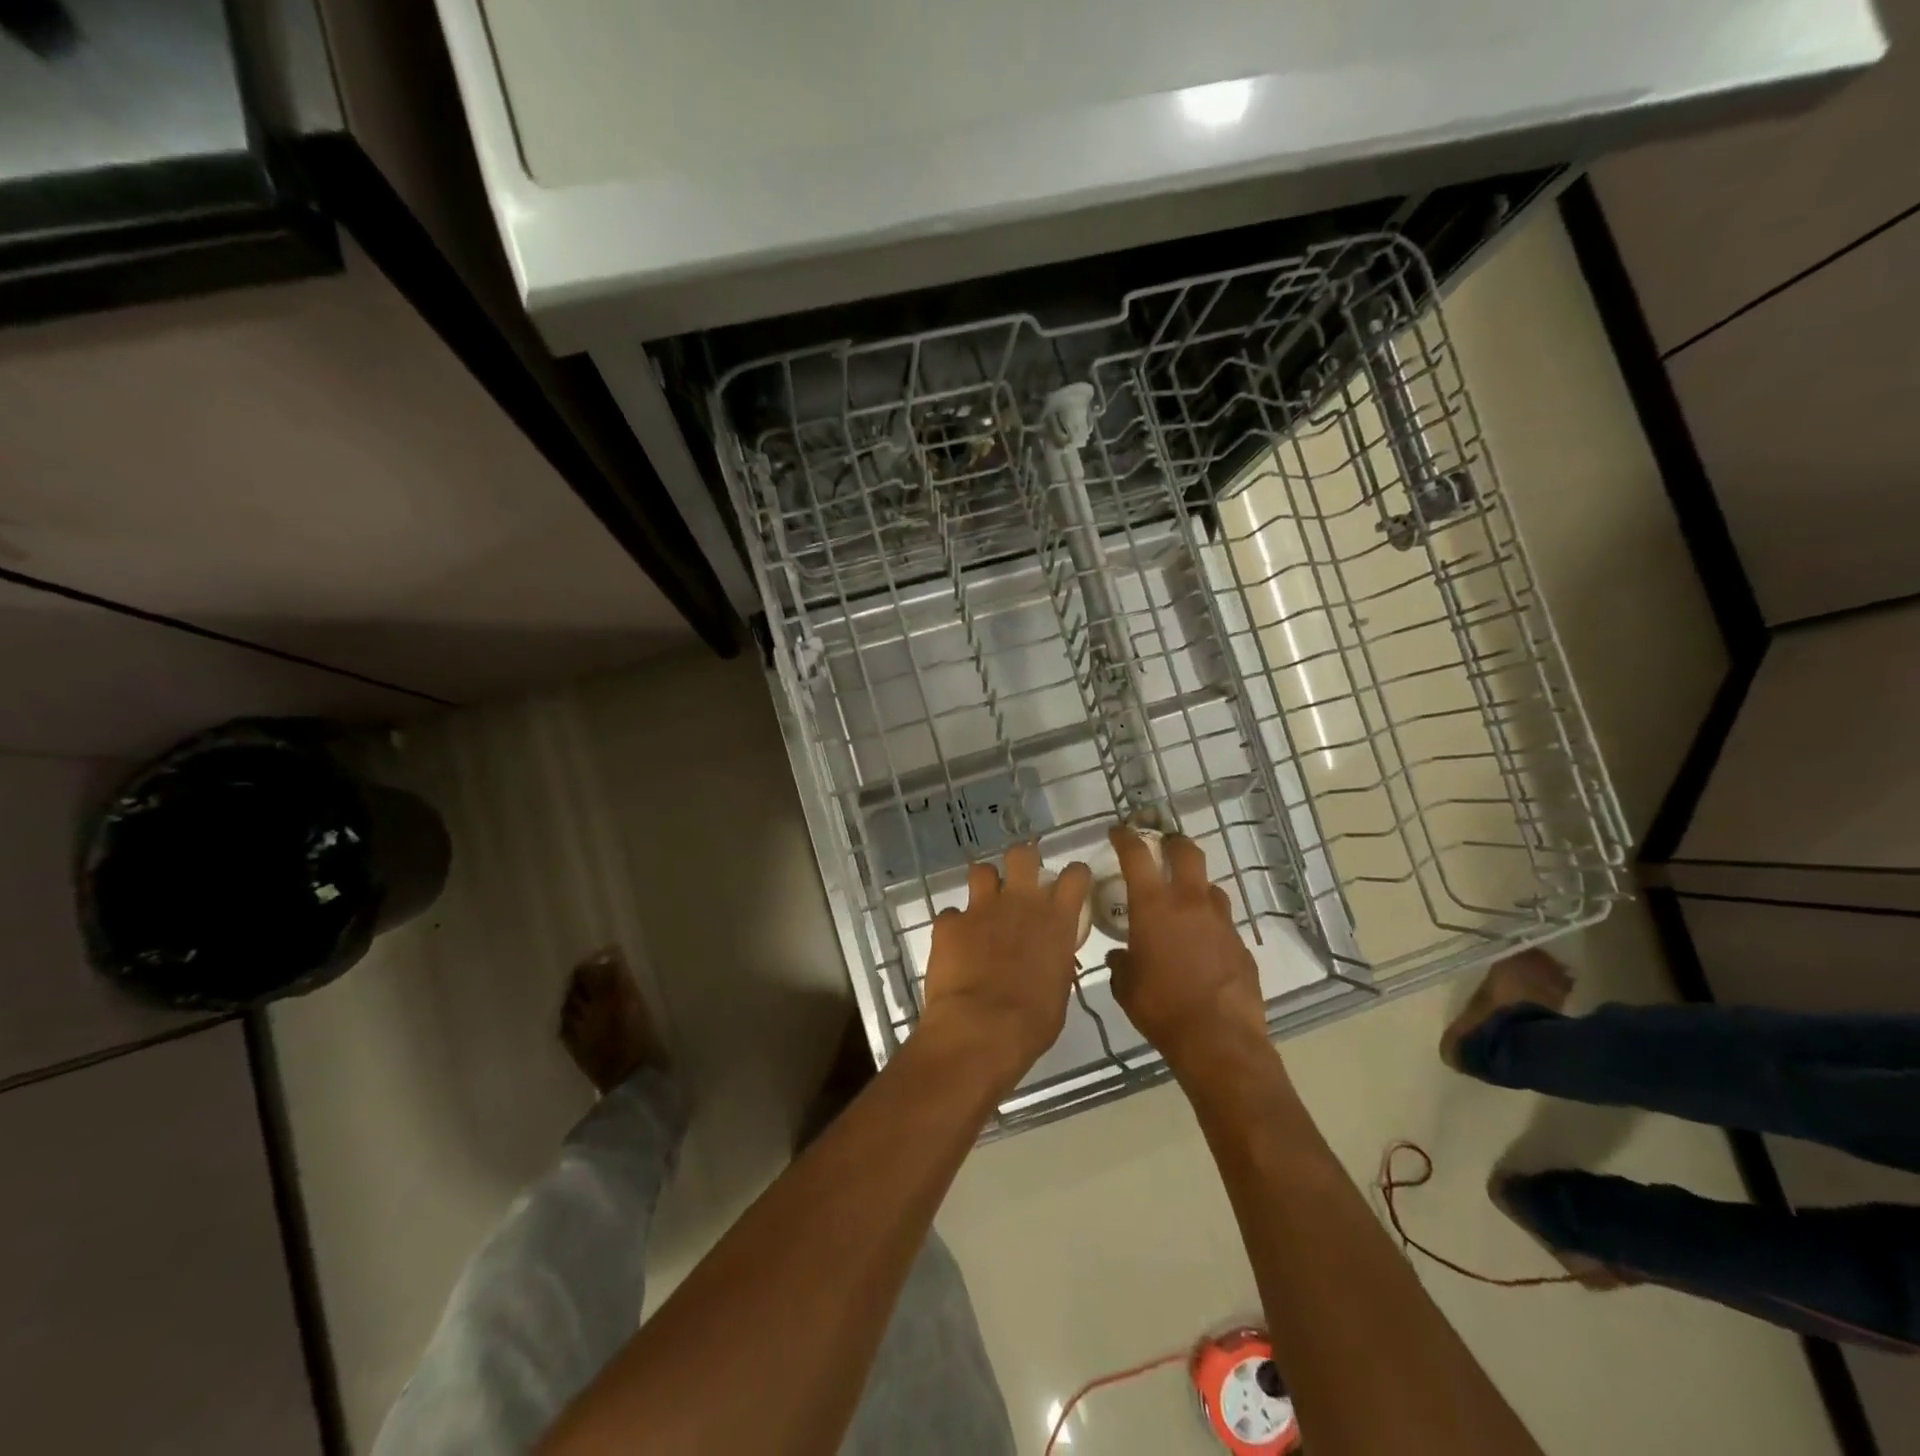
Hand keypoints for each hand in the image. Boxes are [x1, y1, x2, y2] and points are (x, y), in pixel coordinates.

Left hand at [919, 843, 1092, 1097]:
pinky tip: (954, 944)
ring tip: (983, 905)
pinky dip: (953, 926)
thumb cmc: (1032, 1021)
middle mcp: (1020, 903)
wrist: (981, 1029)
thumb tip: (1048, 959)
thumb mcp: (1059, 988)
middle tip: (1020, 879)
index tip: (1070, 883)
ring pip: (981, 871)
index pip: (1074, 876)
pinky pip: (950, 914)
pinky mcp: (948, 923)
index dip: (1073, 875)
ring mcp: (981, 908)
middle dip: (1021, 860)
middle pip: (1022, 855)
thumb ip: (1055, 960)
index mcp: (1056, 920)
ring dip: (984, 885)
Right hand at [1106, 826, 1267, 1066]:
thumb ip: (1121, 963)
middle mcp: (1189, 903)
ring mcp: (1221, 922)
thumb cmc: (1161, 1008)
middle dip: (1174, 842)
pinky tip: (1204, 946)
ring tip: (1185, 901)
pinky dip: (1211, 924)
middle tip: (1164, 845)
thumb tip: (1120, 956)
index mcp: (1153, 907)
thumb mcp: (1126, 986)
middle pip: (1187, 853)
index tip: (1119, 831)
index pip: (1137, 855)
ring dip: (1196, 886)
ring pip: (1210, 887)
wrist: (1219, 1040)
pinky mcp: (1241, 945)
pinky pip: (1224, 923)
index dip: (1126, 838)